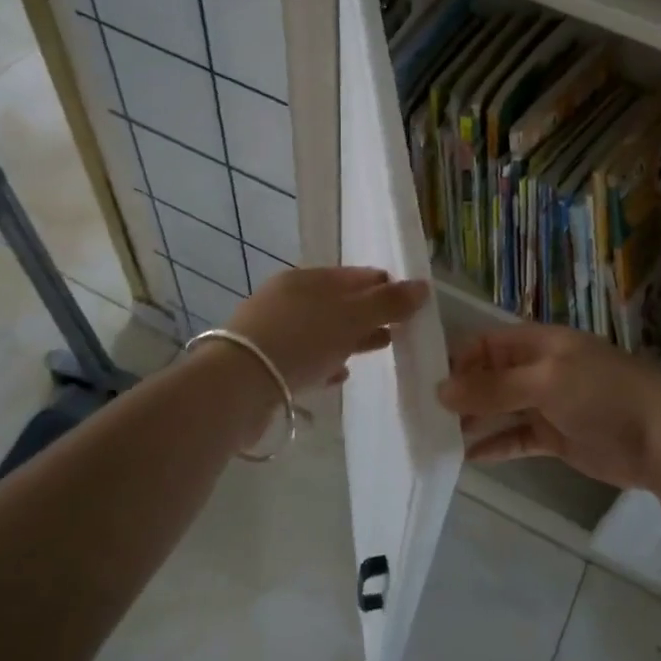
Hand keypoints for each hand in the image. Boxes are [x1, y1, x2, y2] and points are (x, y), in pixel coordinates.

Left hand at [227, 266, 428, 394]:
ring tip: (380, 348)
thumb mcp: (351, 317)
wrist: (237, 385)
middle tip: (399, 327)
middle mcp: (288, 299)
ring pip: (323, 330)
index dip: (384, 285)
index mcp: (307, 279)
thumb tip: (423, 286)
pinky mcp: (265, 364)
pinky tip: (342, 374)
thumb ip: (388, 303)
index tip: (409, 301)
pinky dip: (327, 361)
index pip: (355, 275)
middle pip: (339, 302)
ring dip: (351, 338)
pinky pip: (306, 357)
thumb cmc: (300, 340)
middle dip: (370, 313)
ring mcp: (274, 331)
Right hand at [436, 324, 660, 492]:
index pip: (487, 344)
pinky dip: (495, 446)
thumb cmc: (604, 395)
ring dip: (473, 420)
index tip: (426, 384)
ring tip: (436, 437)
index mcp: (541, 343)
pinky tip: (466, 458)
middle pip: (491, 376)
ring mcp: (549, 404)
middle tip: (422, 415)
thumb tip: (440, 390)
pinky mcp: (557, 437)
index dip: (458, 360)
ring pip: (501, 409)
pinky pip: (517, 438)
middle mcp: (540, 369)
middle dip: (461, 393)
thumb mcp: (546, 382)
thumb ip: (494, 387)